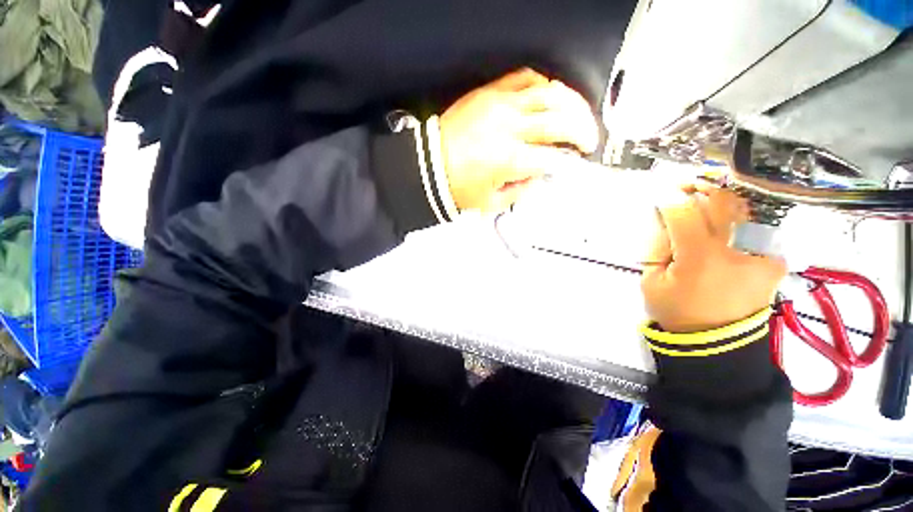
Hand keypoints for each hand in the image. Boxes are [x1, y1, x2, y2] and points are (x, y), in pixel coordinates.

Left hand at [439, 68, 598, 212]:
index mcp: (509, 160)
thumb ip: (521, 190)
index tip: (576, 165)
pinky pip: (525, 78)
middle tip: (587, 141)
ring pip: (550, 93)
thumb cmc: (456, 187)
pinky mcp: (489, 93)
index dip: (569, 162)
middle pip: (560, 120)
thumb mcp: (492, 202)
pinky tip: (550, 96)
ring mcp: (499, 105)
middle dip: (583, 131)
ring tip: (579, 116)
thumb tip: (540, 176)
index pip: (553, 158)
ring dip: (572, 104)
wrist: (428, 167)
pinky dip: (543, 85)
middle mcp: (509, 128)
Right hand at [641, 187, 786, 332]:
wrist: (717, 340)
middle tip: (684, 186)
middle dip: (700, 188)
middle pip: (720, 203)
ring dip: (721, 200)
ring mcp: (760, 254)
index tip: (659, 192)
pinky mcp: (772, 262)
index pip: (684, 213)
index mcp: (700, 256)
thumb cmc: (677, 310)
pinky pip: (757, 229)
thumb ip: (658, 247)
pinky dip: (740, 220)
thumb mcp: (652, 280)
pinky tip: (728, 222)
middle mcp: (736, 249)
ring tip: (705, 199)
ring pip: (742, 210)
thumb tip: (665, 221)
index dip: (669, 198)